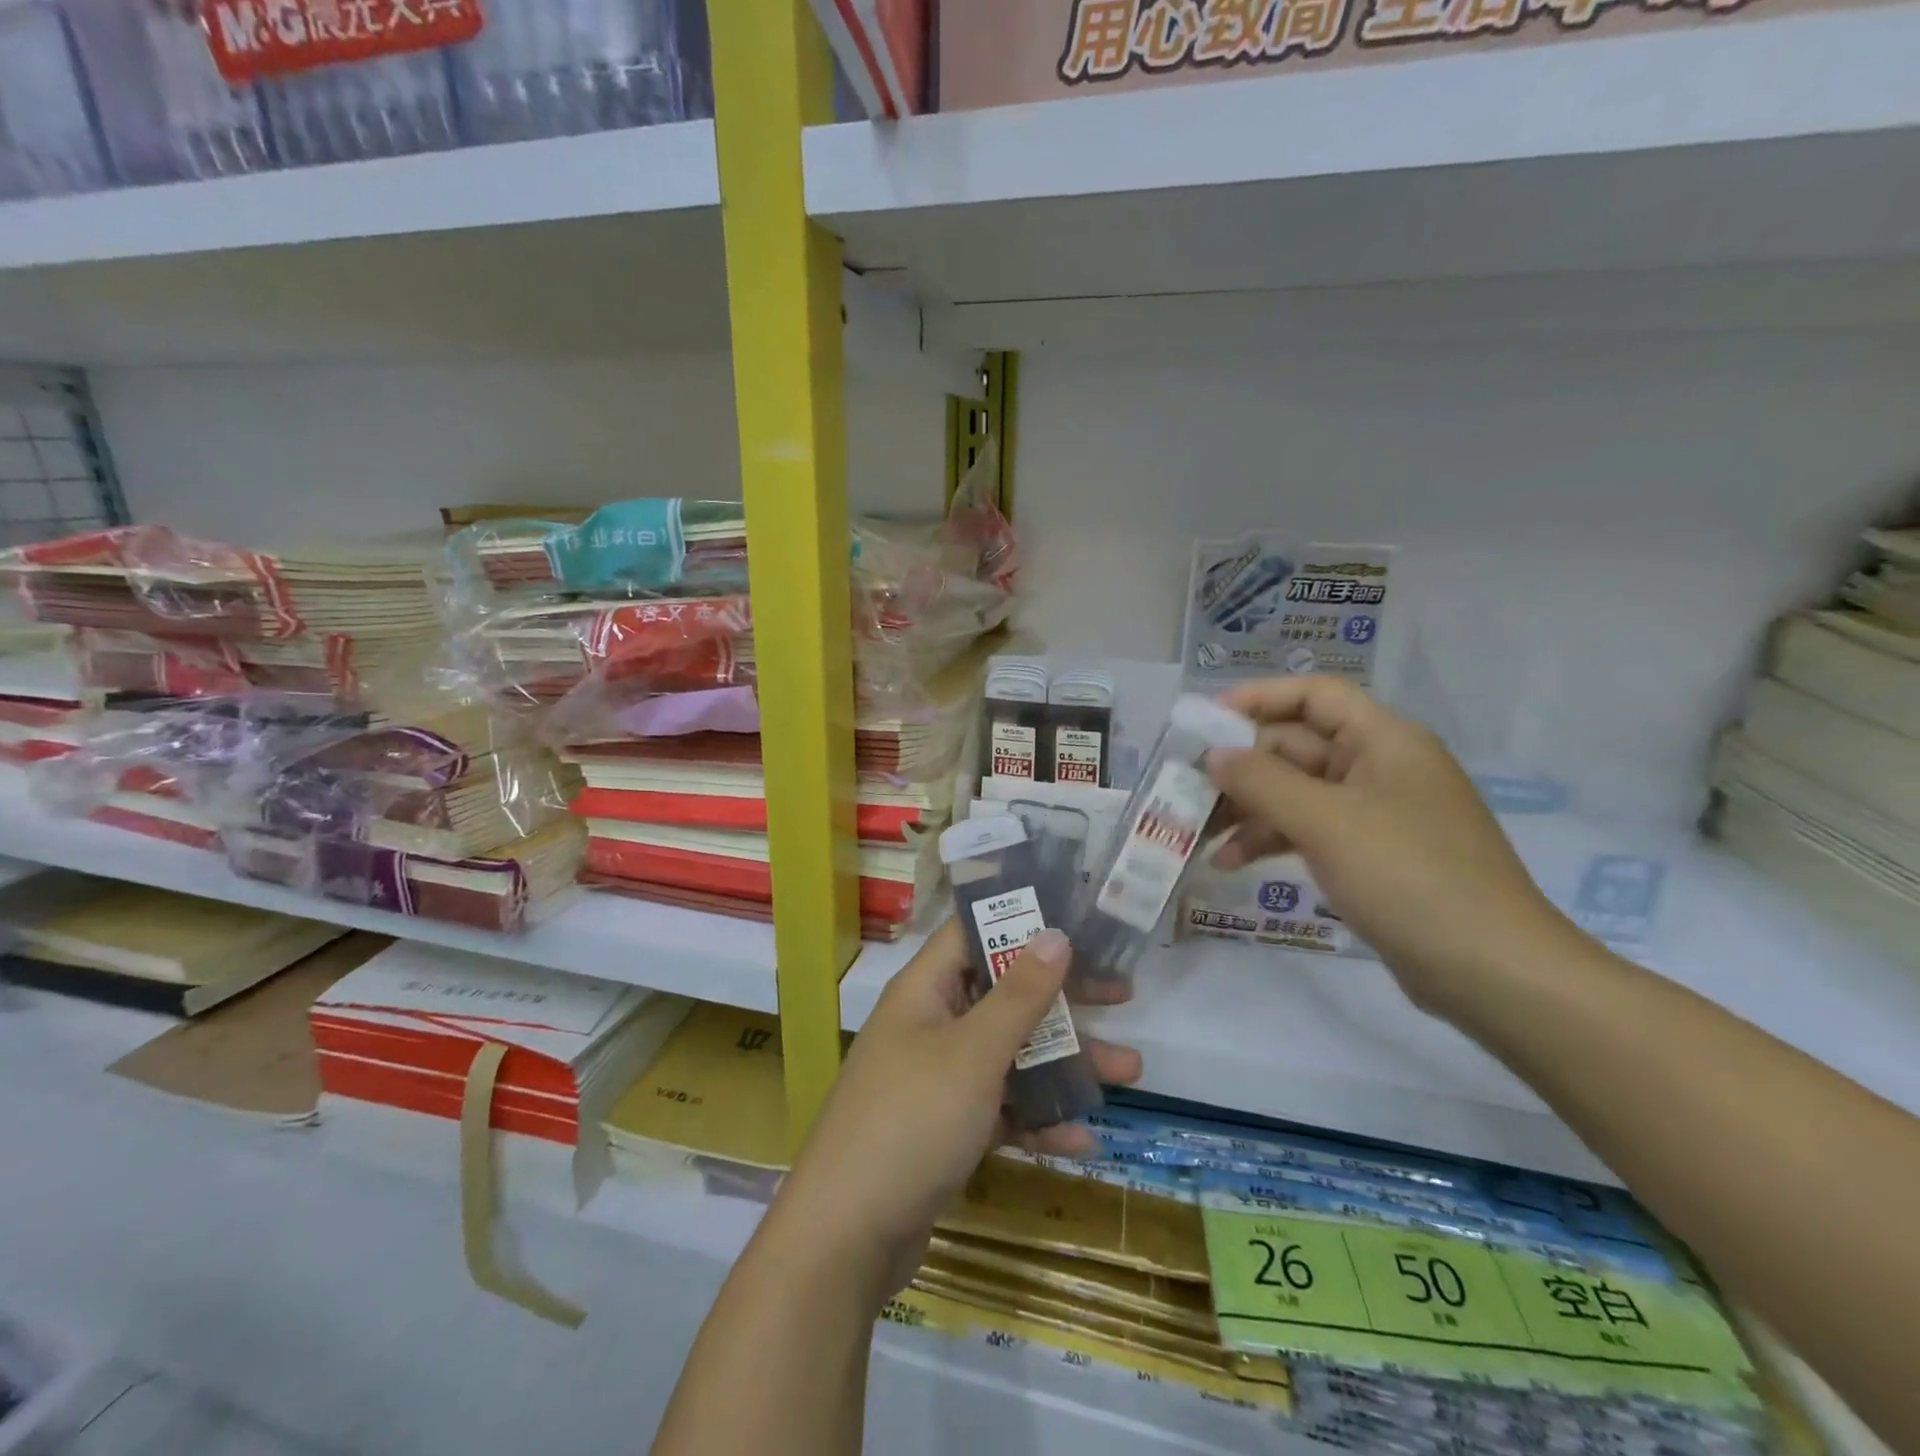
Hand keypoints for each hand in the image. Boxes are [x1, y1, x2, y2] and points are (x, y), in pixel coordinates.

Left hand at [773, 921, 1140, 1301]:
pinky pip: (1001, 1108)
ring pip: (1010, 1054)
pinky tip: (1081, 1139)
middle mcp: (931, 1025)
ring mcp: (938, 1079)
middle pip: (1003, 995)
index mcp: (925, 990)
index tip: (1078, 922)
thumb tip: (1055, 933)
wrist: (847, 1237)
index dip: (1021, 921)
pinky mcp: (946, 1128)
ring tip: (1129, 1071)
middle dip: (1062, 998)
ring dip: (1064, 1062)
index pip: (973, 933)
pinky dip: (1037, 1118)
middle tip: (1121, 995)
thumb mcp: (974, 1052)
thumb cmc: (913, 1120)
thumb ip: (1019, 995)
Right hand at [1205, 676, 1580, 1013]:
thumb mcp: (1326, 822)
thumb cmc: (1409, 877)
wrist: (1492, 971)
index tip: (1206, 723)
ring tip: (1198, 833)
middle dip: (1241, 768)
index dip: (1259, 699)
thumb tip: (1214, 755)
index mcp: (1384, 740)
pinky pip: (1309, 830)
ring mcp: (1376, 814)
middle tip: (1187, 789)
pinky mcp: (1371, 856)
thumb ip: (1262, 782)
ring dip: (1248, 809)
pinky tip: (1231, 862)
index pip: (1314, 696)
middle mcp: (1380, 767)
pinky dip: (1270, 840)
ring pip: (1297, 793)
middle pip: (1297, 747)